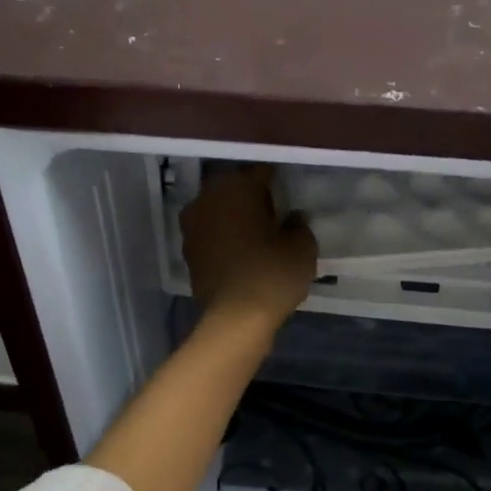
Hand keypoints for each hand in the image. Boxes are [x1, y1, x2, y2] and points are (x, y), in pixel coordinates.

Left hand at [181, 166, 317, 329]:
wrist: (236, 318)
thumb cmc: (272, 273)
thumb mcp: (302, 246)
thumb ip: (299, 224)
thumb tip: (292, 217)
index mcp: (235, 187)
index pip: (261, 172)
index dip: (278, 183)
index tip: (290, 195)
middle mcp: (207, 199)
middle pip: (234, 189)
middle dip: (252, 198)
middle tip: (275, 214)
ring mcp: (192, 226)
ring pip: (219, 212)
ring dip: (235, 218)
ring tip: (258, 235)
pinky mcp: (188, 252)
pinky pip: (211, 236)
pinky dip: (225, 239)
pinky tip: (242, 253)